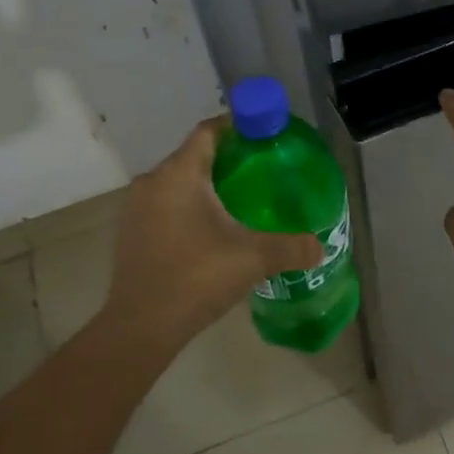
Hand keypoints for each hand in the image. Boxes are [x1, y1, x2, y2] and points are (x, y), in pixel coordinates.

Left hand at [97, 117, 322, 348]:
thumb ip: (292, 247)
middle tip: (264, 170)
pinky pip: (167, 204)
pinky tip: (214, 228)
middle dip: (229, 158)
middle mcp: (153, 182)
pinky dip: (190, 206)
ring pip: (179, 181)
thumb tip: (321, 247)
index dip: (238, 126)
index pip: (209, 131)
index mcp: (179, 174)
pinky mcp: (132, 232)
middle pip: (195, 155)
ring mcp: (137, 208)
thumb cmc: (196, 277)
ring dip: (208, 184)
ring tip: (244, 200)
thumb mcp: (254, 258)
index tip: (265, 134)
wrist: (140, 328)